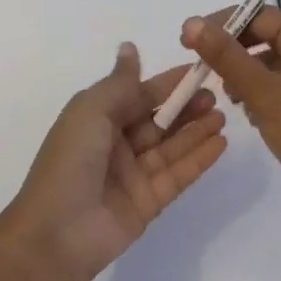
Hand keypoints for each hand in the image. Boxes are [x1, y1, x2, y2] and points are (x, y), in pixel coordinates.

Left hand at [0, 43, 228, 280]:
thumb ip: (120, 82)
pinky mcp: (148, 202)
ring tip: (224, 116)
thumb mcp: (91, 110)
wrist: (56, 234)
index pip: (139, 94)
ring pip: (171, 146)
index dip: (167, 83)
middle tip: (216, 95)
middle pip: (158, 119)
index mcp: (97, 118)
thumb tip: (130, 46)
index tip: (198, 69)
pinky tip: (221, 143)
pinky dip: (199, 159)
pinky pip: (178, 175)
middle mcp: (115, 143)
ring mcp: (133, 175)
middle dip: (186, 106)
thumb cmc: (70, 160)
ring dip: (196, 130)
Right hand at [181, 6, 280, 226]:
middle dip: (231, 51)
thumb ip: (225, 55)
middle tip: (200, 68)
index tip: (189, 41)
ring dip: (243, 73)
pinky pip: (278, 85)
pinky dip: (258, 92)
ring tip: (227, 96)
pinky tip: (248, 113)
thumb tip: (191, 21)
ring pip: (268, 62)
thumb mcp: (262, 91)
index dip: (222, 23)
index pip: (259, 14)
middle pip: (263, 36)